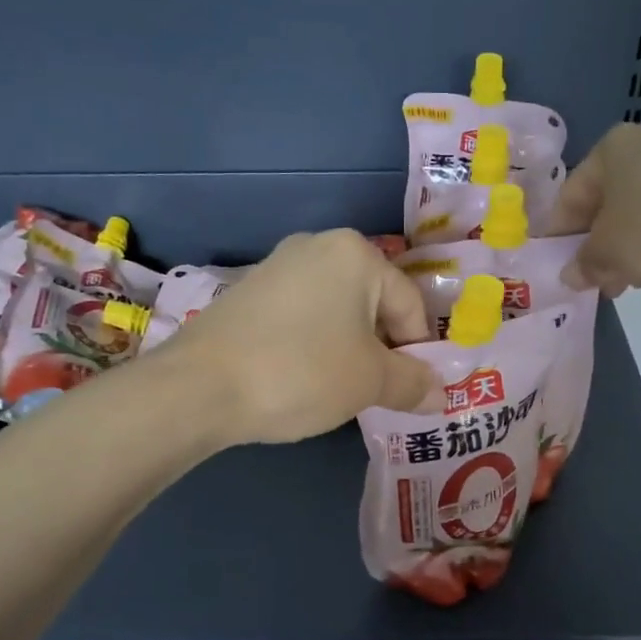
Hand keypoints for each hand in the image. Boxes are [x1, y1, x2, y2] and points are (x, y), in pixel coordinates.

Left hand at [164, 229, 439, 444]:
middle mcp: (318, 246)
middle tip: (373, 392)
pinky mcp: (247, 291)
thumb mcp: (369, 382)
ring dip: (348, 348)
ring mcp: (277, 266)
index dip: (418, 353)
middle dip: (381, 349)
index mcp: (356, 254)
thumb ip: (413, 383)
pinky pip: (301, 316)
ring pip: (336, 311)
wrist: (199, 386)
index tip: (409, 391)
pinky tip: (298, 376)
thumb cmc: (302, 372)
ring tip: (335, 389)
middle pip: (373, 304)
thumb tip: (442, 394)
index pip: (410, 305)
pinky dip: (312, 344)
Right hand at [552, 124, 640, 294]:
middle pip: (606, 201)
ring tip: (626, 282)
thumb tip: (571, 274)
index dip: (560, 235)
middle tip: (594, 279)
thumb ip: (581, 264)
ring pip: (638, 210)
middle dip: (597, 243)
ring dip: (626, 246)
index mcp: (612, 147)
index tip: (560, 267)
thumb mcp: (606, 254)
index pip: (570, 195)